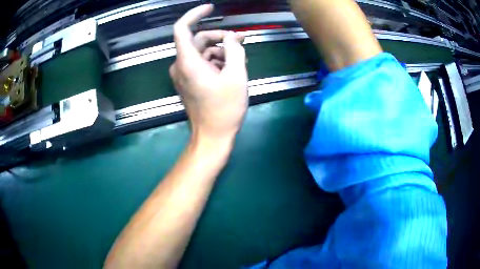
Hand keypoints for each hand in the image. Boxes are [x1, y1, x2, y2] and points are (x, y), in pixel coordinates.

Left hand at [170, 4, 247, 140]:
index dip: (195, 14)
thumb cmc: (225, 108)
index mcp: (188, 62)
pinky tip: (230, 69)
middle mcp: (180, 65)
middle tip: (240, 42)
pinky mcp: (188, 81)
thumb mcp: (236, 76)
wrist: (212, 136)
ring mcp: (183, 74)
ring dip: (220, 51)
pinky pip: (201, 63)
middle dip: (220, 37)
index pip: (182, 28)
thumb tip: (232, 38)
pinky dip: (215, 61)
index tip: (211, 8)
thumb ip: (235, 51)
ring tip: (239, 61)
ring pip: (201, 51)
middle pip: (198, 39)